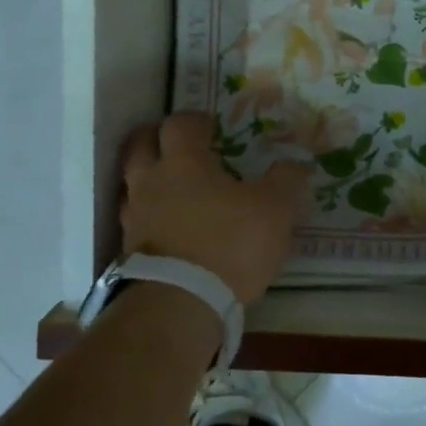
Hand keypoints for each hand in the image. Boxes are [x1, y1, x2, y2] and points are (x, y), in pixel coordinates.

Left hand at [120, 112, 310, 304]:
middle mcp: (151, 182)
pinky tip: (167, 228)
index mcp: (184, 163)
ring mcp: (134, 218)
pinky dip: (149, 218)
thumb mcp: (275, 210)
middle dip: (156, 138)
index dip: (195, 120)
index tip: (210, 125)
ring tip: (172, 188)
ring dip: (148, 179)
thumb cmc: (229, 244)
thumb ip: (286, 181)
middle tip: (177, 144)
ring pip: (132, 184)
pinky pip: (135, 222)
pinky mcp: (128, 252)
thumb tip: (296, 165)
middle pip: (140, 145)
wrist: (180, 305)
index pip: (180, 124)